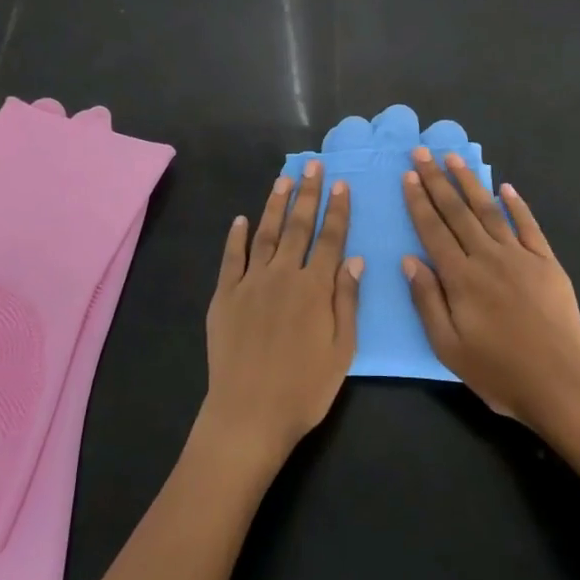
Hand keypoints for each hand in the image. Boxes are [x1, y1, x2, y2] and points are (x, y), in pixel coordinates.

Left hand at [200, 162, 360, 466]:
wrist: (249, 413)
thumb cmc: (304, 389)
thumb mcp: (341, 351)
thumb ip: (347, 302)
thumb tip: (354, 259)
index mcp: (315, 288)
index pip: (330, 239)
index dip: (337, 210)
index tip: (341, 184)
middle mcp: (283, 275)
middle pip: (298, 227)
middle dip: (308, 194)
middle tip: (313, 166)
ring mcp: (250, 283)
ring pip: (265, 234)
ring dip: (275, 205)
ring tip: (283, 180)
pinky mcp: (224, 295)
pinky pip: (231, 258)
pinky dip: (235, 237)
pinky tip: (240, 219)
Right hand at [402, 149, 579, 434]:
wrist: (561, 384)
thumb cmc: (498, 371)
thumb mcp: (448, 347)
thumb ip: (427, 300)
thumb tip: (410, 260)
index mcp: (460, 277)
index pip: (433, 230)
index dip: (419, 201)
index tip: (408, 175)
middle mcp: (488, 257)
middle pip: (457, 212)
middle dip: (437, 180)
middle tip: (422, 152)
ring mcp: (520, 256)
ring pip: (489, 211)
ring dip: (470, 183)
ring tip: (454, 158)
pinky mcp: (547, 263)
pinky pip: (529, 226)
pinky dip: (517, 205)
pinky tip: (506, 188)